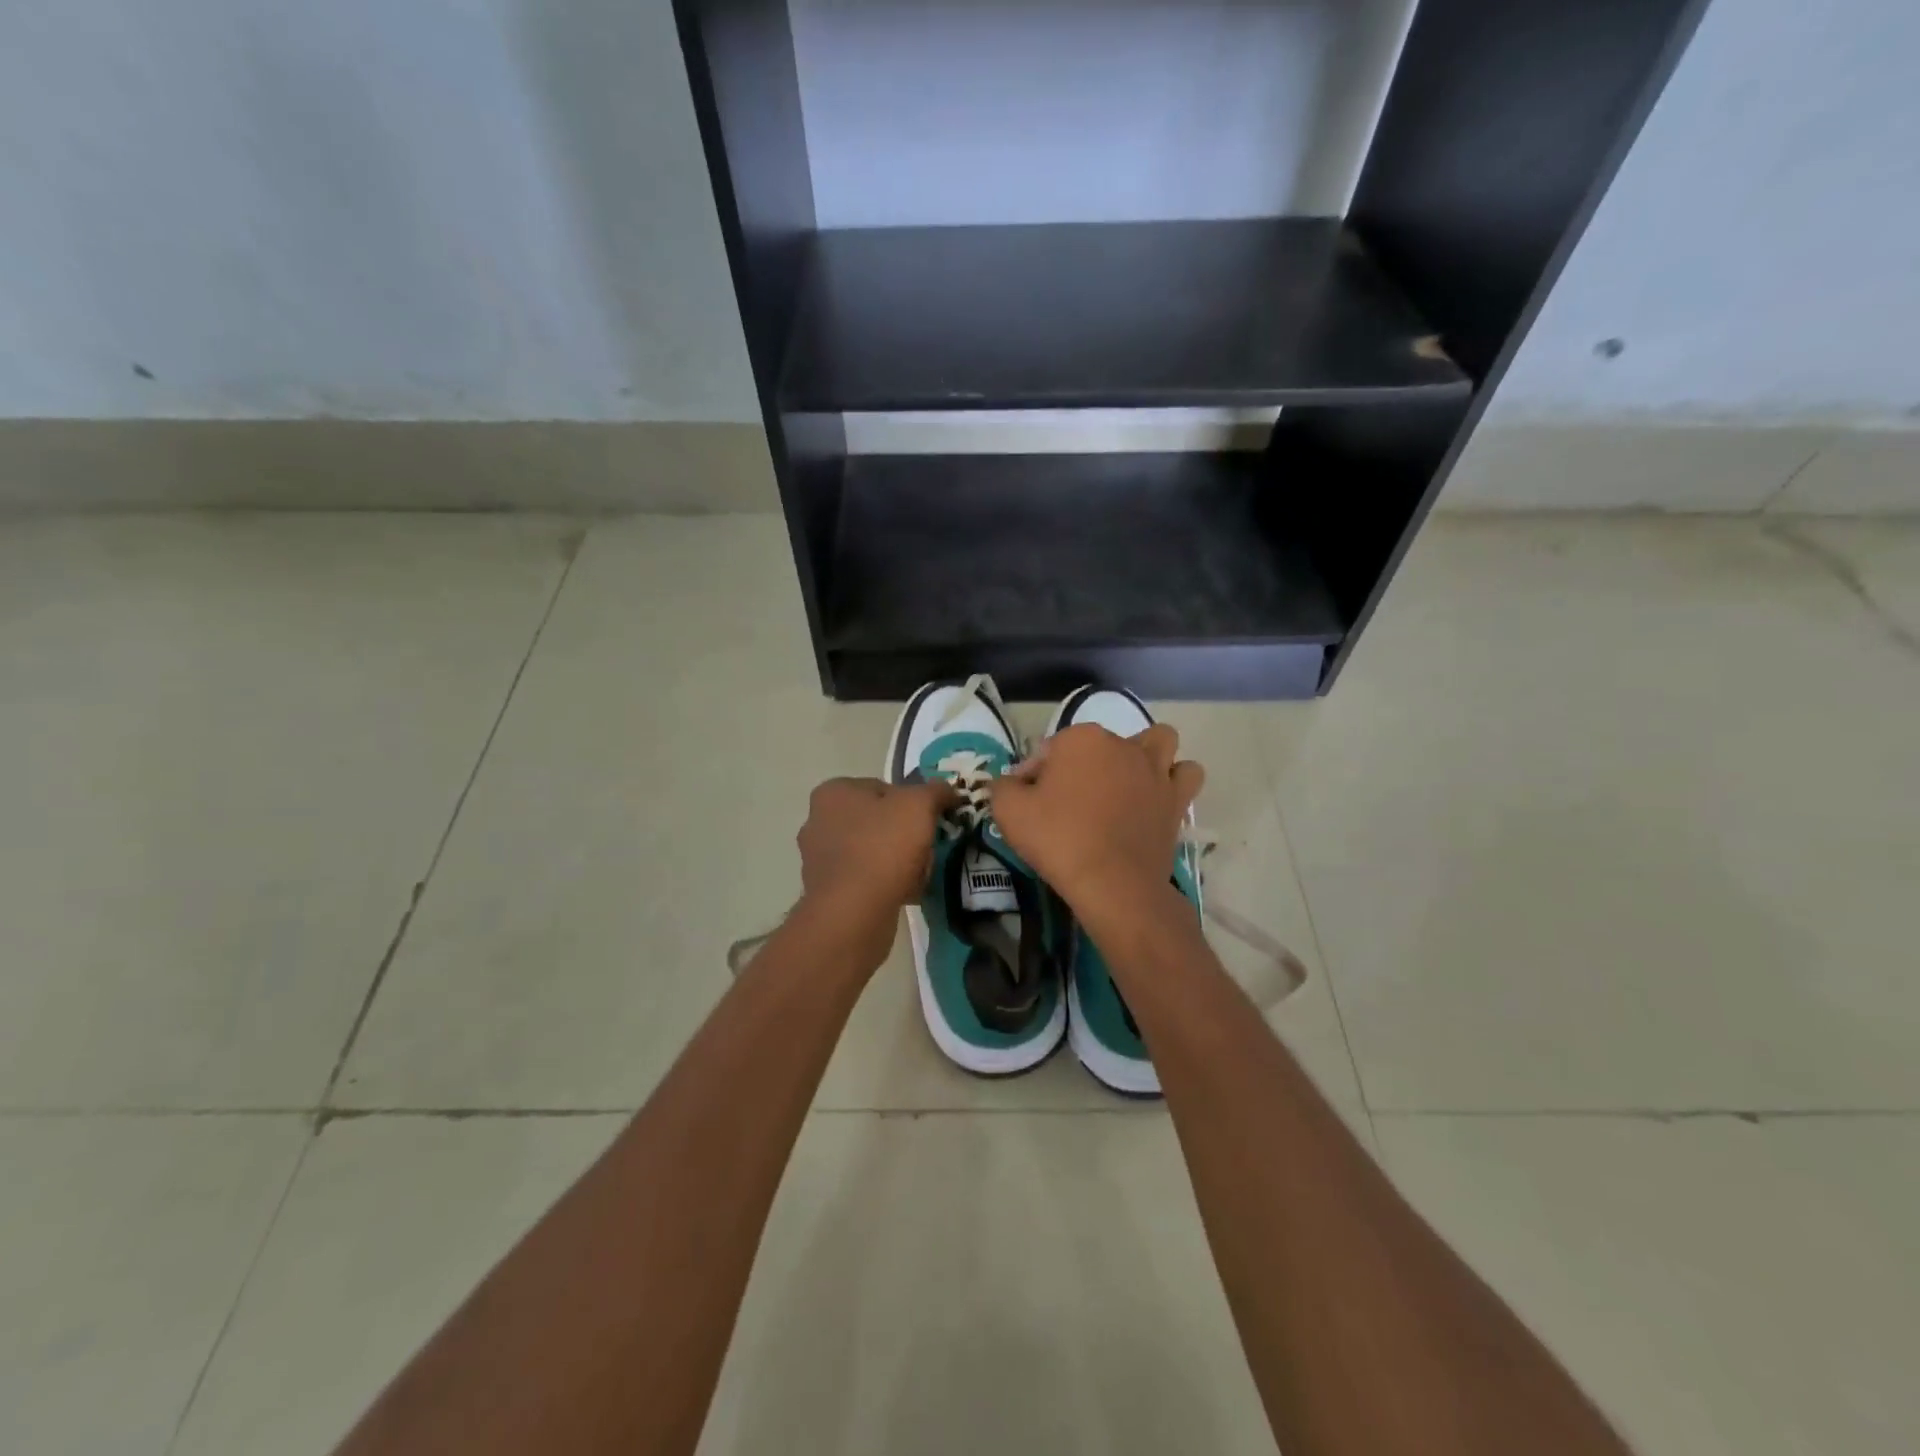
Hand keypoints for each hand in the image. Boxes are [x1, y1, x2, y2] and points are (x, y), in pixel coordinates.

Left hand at [797, 776, 955, 933]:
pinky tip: (905, 893)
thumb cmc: (882, 846)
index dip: (911, 803)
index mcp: (833, 793)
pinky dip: (885, 884)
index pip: (882, 788)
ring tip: (919, 873)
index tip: (929, 820)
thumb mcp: (919, 805)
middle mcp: (818, 821)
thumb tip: (948, 790)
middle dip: (904, 834)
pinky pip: (865, 880)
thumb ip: (935, 791)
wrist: (854, 912)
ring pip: (872, 851)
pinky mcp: (826, 892)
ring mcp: (819, 859)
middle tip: (926, 847)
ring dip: (897, 861)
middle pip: (877, 821)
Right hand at [990, 723, 1203, 914]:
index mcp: (1081, 739)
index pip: (1049, 750)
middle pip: (1099, 744)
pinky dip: (1173, 780)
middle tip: (1071, 800)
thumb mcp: (1008, 811)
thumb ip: (1003, 786)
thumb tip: (1012, 782)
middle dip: (1084, 764)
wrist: (1112, 883)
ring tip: (1126, 782)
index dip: (1035, 776)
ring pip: (1157, 741)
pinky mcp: (1176, 798)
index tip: (1030, 803)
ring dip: (1144, 754)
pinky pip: (1185, 774)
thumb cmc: (1058, 840)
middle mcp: (1123, 744)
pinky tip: (1156, 796)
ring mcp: (1155, 770)